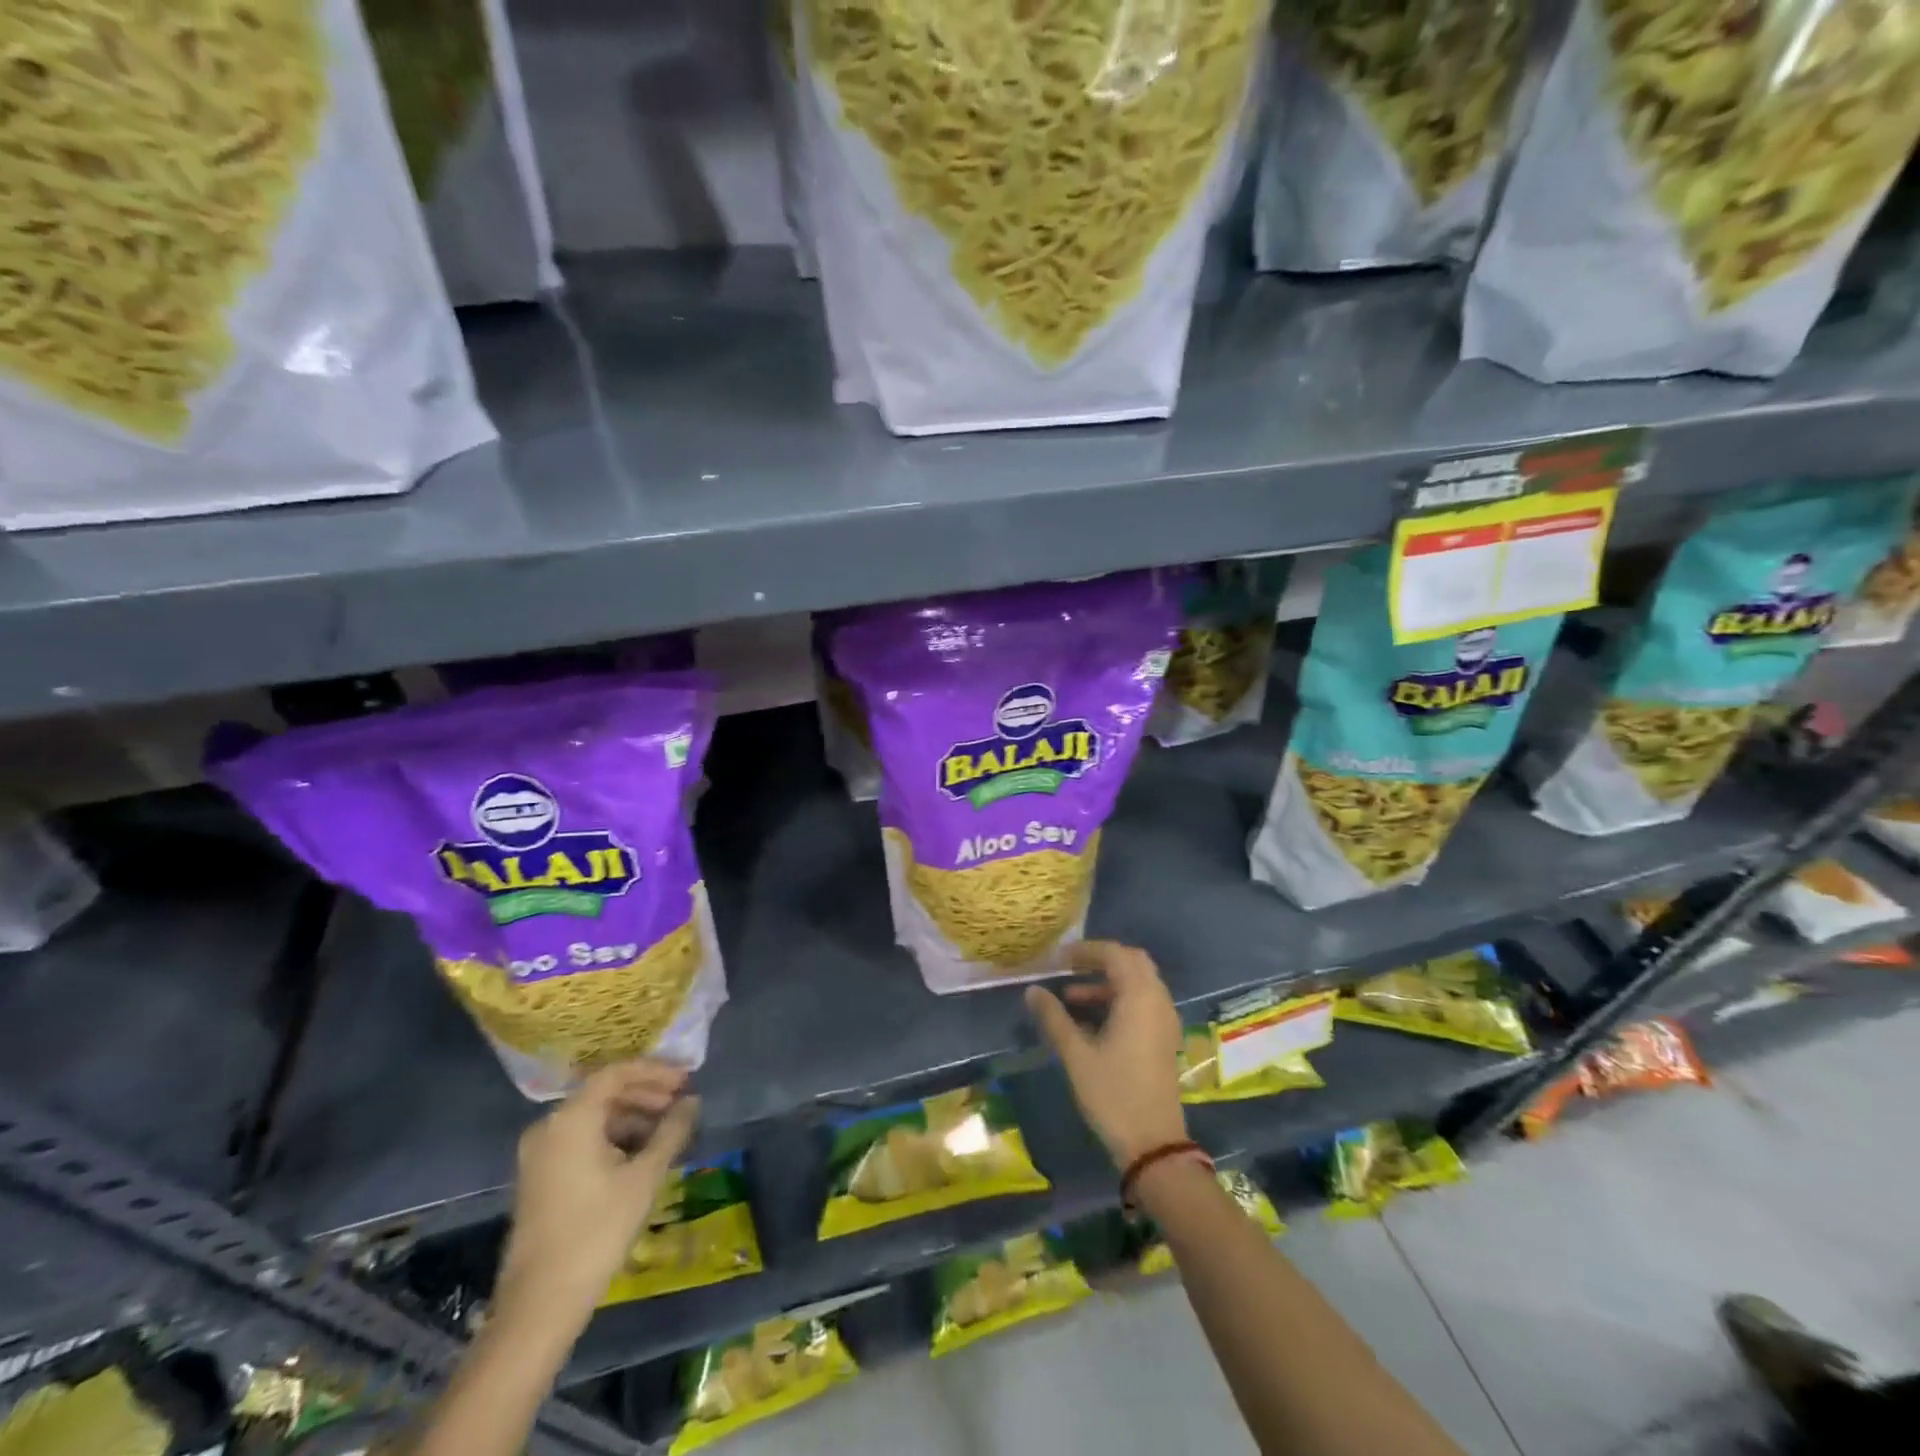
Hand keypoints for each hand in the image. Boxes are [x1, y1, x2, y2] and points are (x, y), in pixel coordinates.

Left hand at [493, 1061, 699, 1339]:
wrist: (540, 1304)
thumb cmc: (596, 1230)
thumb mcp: (644, 1177)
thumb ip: (671, 1131)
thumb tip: (693, 1102)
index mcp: (571, 1119)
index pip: (616, 1073)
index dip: (655, 1071)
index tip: (686, 1080)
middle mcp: (549, 1127)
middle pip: (604, 1094)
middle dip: (646, 1095)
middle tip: (682, 1104)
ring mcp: (540, 1154)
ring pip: (594, 1118)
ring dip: (633, 1118)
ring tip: (668, 1131)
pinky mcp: (541, 1177)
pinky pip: (582, 1140)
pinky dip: (614, 1138)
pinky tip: (642, 1154)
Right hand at [1025, 940, 1187, 1169]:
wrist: (1153, 1144)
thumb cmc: (1113, 1094)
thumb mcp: (1076, 1055)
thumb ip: (1054, 1017)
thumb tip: (1032, 990)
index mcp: (1139, 997)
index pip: (1115, 954)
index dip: (1087, 950)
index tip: (1060, 959)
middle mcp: (1157, 1001)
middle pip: (1133, 962)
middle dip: (1101, 961)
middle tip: (1070, 969)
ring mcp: (1164, 1021)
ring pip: (1138, 984)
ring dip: (1108, 983)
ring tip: (1071, 999)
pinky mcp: (1164, 1039)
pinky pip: (1143, 1003)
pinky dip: (1119, 1000)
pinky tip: (1092, 1022)